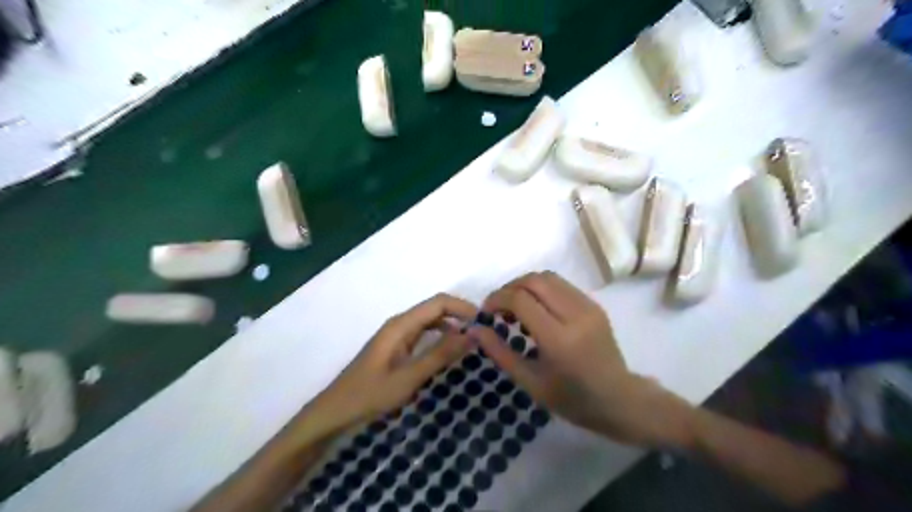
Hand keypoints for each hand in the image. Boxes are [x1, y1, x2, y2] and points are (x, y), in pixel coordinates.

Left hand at [312, 296, 472, 431]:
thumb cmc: (370, 394)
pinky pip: (424, 334)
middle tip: (485, 332)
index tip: (486, 322)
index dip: (463, 307)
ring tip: (474, 341)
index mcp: (401, 324)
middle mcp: (400, 323)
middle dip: (461, 315)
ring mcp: (398, 335)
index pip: (438, 302)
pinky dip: (441, 337)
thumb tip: (473, 334)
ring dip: (452, 326)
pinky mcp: (397, 347)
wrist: (336, 411)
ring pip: (431, 321)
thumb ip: (440, 355)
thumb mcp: (409, 377)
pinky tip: (452, 351)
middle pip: (436, 308)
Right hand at [473, 273, 695, 447]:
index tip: (486, 312)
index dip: (497, 299)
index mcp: (558, 339)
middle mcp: (575, 315)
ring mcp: (588, 306)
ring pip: (548, 277)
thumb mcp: (530, 382)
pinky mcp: (594, 304)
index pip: (520, 299)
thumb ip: (500, 352)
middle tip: (498, 308)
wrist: (619, 399)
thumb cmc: (572, 399)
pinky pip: (561, 285)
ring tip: (515, 306)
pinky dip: (541, 289)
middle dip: (509, 288)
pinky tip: (537, 309)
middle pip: (534, 280)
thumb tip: (475, 328)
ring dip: (525, 285)